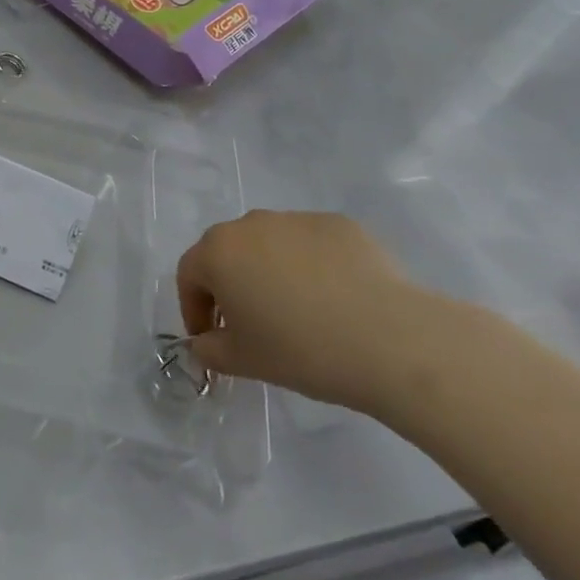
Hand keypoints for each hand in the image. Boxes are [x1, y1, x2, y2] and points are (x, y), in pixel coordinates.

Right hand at [177, 210, 432, 411]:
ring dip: (269, 271)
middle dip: (229, 285)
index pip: (189, 275)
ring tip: (297, 311)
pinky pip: (310, 245)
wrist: (390, 339)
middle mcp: (250, 224)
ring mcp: (296, 219)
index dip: (194, 309)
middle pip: (227, 252)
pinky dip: (311, 266)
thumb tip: (205, 342)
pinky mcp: (338, 224)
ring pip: (269, 244)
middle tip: (249, 324)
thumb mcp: (242, 361)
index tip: (210, 339)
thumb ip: (209, 349)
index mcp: (218, 252)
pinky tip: (334, 300)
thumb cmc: (301, 350)